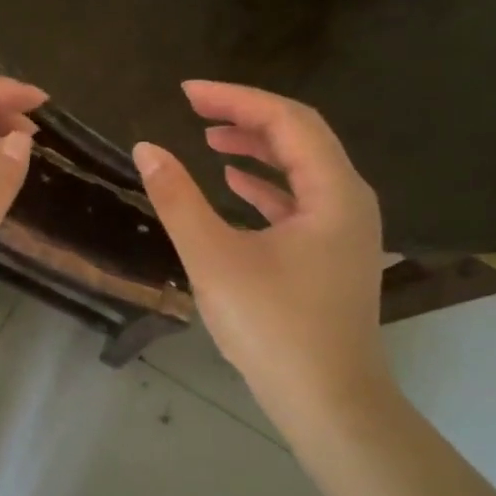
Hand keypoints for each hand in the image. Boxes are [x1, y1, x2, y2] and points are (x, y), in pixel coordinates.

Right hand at [133, 81, 391, 435]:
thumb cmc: (274, 328)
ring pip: (302, 168)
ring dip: (257, 147)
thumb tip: (146, 149)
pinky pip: (301, 200)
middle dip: (246, 116)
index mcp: (333, 192)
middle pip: (300, 136)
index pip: (286, 120)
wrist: (329, 403)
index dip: (235, 99)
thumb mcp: (214, 259)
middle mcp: (349, 200)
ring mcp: (346, 229)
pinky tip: (234, 182)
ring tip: (210, 138)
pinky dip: (266, 185)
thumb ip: (178, 199)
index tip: (187, 92)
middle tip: (195, 108)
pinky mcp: (333, 254)